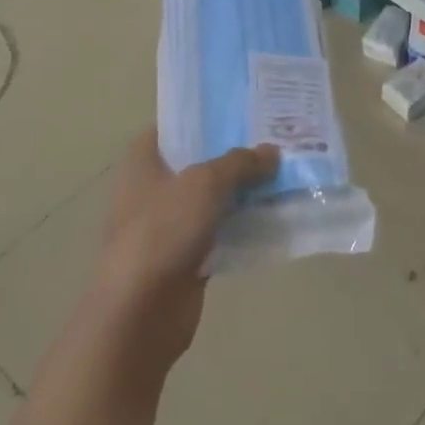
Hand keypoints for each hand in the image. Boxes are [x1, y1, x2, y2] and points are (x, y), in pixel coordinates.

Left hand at [87, 130, 278, 373]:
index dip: (207, 117)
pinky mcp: (187, 256)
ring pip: (214, 198)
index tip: (246, 111)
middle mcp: (153, 188)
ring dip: (244, 191)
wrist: (139, 313)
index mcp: (143, 162)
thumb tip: (271, 152)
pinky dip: (244, 225)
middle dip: (235, 155)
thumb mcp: (204, 183)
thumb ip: (240, 163)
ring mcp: (169, 225)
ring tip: (285, 174)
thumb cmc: (162, 232)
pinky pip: (221, 231)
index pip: (175, 126)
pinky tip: (276, 215)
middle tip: (277, 141)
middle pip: (199, 162)